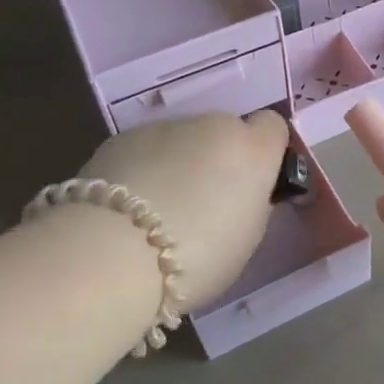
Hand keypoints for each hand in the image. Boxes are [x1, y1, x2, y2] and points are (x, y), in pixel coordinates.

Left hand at [78, 110, 290, 309]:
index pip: (273, 127)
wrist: (111, 256)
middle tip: (203, 203)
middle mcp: (212, 125)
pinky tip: (127, 208)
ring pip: (182, 139)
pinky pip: (145, 149)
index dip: (264, 152)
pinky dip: (143, 168)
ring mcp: (164, 127)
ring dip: (179, 162)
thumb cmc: (196, 258)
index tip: (252, 184)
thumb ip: (251, 204)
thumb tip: (242, 194)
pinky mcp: (121, 138)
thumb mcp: (246, 240)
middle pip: (224, 132)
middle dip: (219, 159)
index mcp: (252, 150)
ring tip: (158, 210)